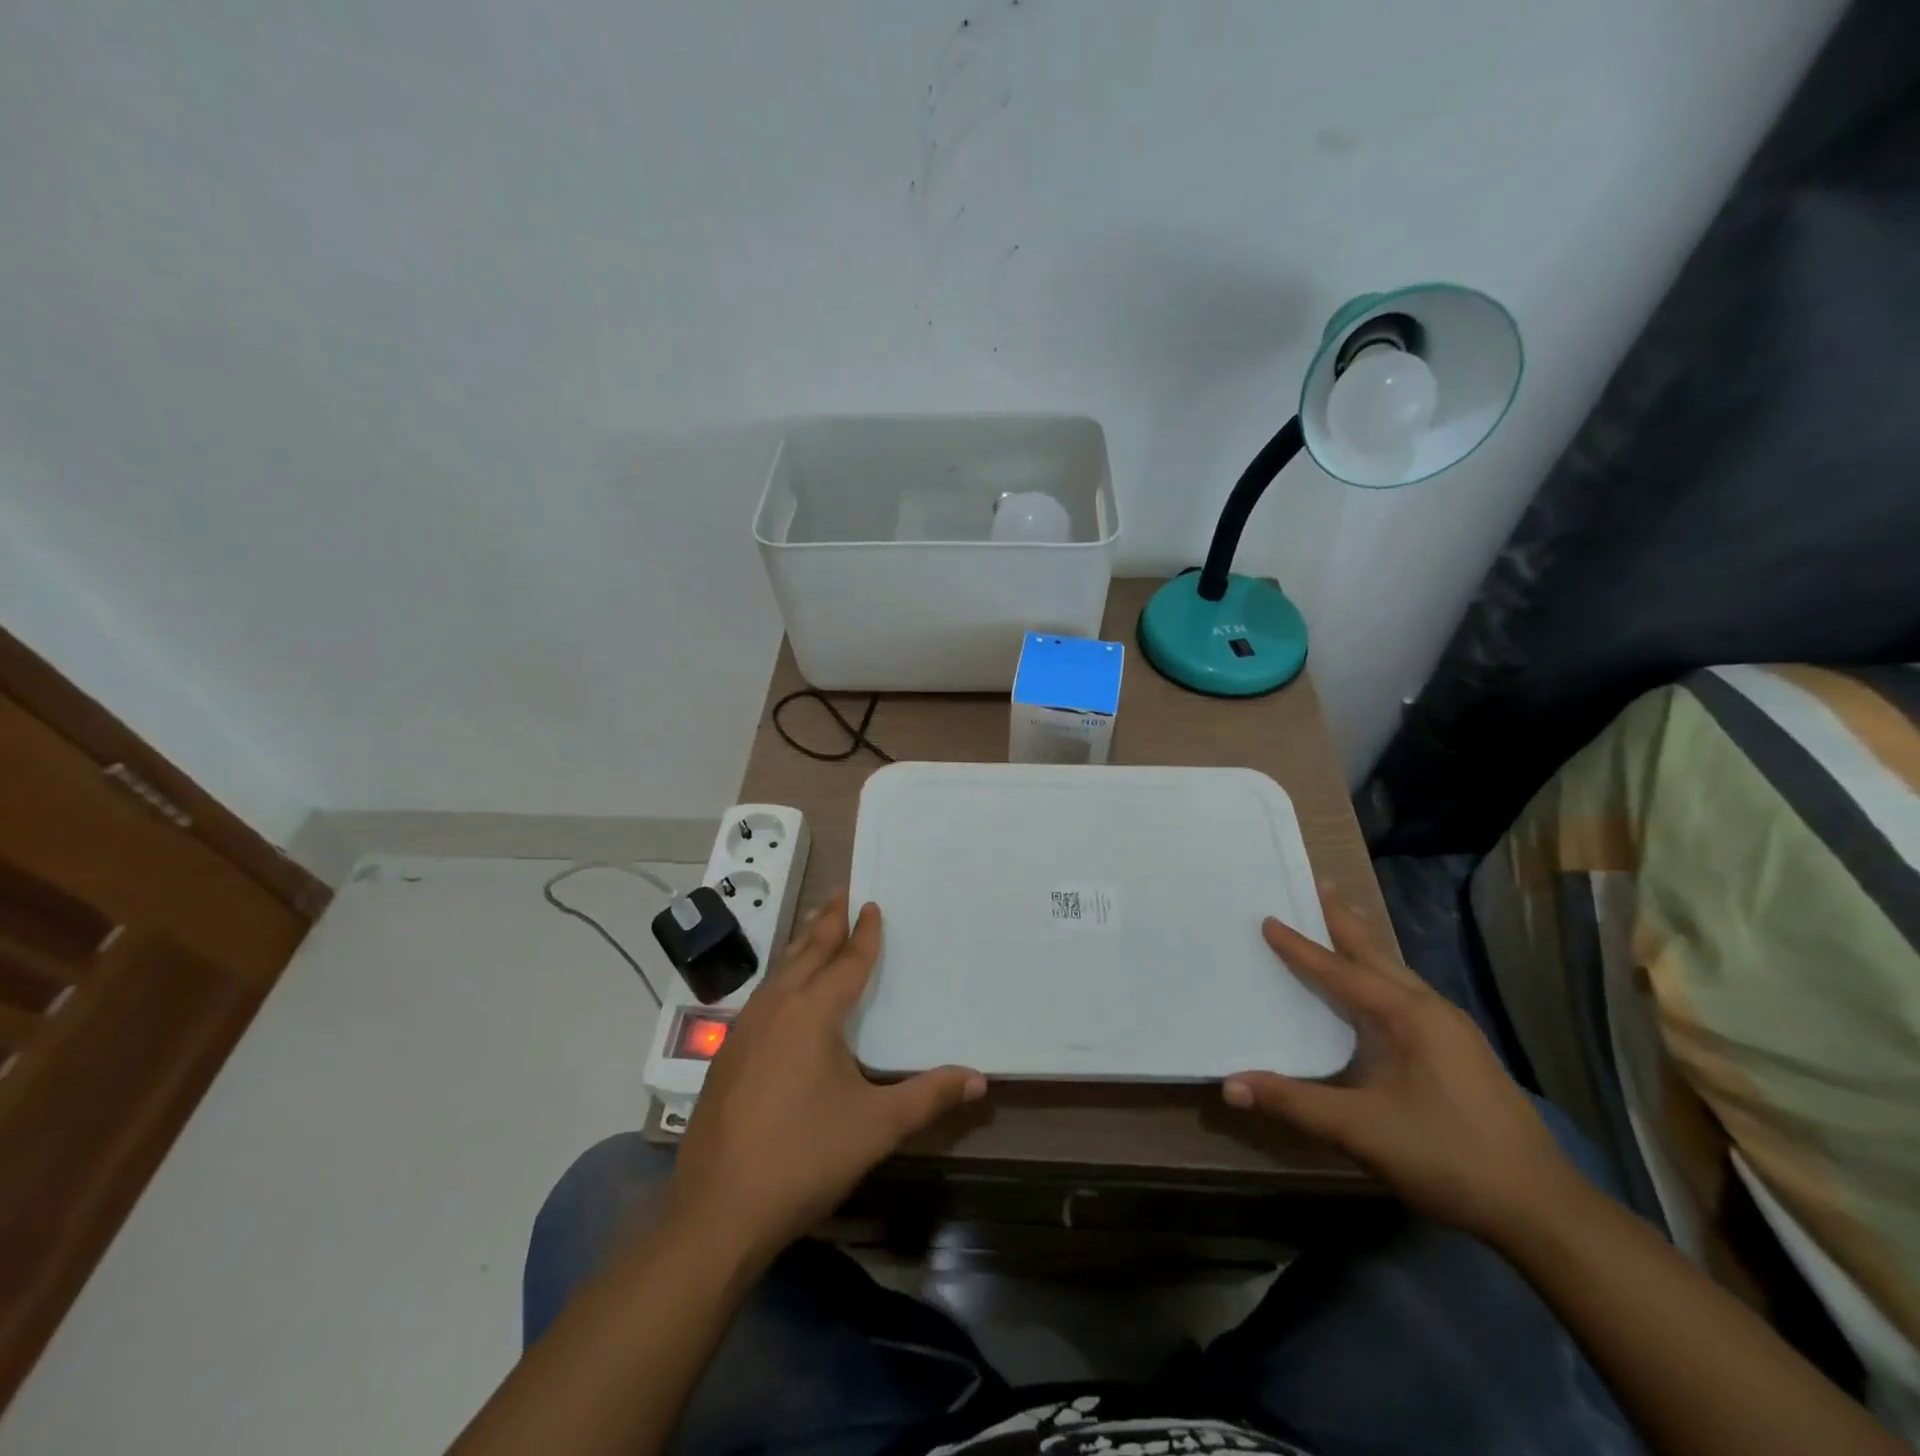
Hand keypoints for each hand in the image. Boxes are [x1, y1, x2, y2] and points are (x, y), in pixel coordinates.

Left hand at [667, 891, 985, 1263]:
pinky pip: (762, 997)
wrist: (716, 1212)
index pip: (847, 962)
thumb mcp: (876, 1126)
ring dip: (800, 947)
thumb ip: (928, 1096)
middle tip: (840, 894)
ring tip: (814, 929)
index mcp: (812, 1013)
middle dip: (826, 923)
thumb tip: (979, 1079)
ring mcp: (744, 1031)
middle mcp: (775, 1008)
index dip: (864, 934)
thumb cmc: (803, 1158)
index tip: (872, 905)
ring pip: (778, 972)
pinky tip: (782, 994)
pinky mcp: (726, 1056)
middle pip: (806, 953)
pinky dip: (781, 978)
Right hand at [1223, 883, 1580, 1242]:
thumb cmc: (1450, 1158)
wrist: (1544, 1211)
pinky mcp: (1461, 1052)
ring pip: (1397, 973)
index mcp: (1409, 1016)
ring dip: (1365, 946)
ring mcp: (1453, 1031)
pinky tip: (1376, 989)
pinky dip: (1380, 975)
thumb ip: (1295, 1103)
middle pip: (1377, 955)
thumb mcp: (1363, 1131)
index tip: (1268, 919)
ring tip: (1343, 921)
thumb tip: (1229, 1084)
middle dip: (1345, 920)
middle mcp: (1432, 1011)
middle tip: (1318, 885)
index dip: (1301, 948)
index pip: (1342, 972)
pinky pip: (1408, 995)